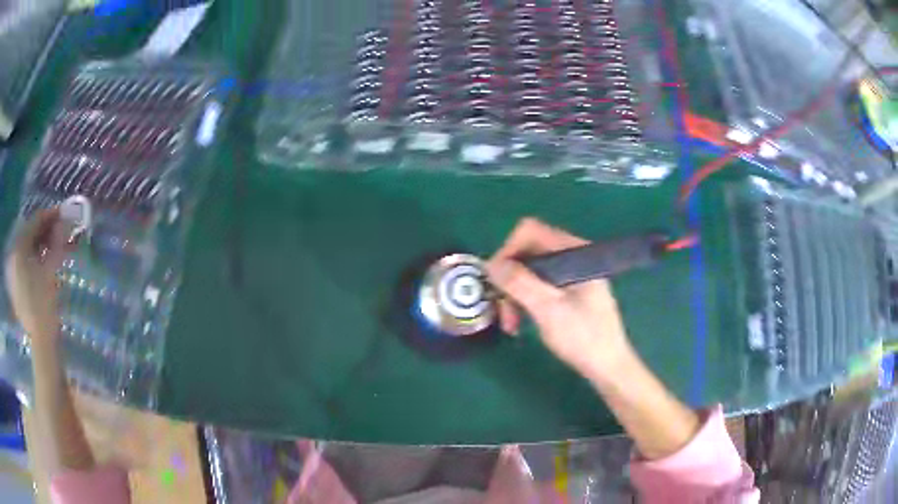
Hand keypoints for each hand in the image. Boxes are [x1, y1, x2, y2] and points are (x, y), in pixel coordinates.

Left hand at [4, 209, 73, 345]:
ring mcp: (14, 271)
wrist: (41, 343)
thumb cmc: (44, 305)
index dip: (49, 216)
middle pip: (29, 234)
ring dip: (40, 244)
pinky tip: (44, 261)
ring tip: (54, 246)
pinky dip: (35, 257)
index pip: (34, 223)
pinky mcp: (16, 284)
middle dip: (45, 230)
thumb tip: (64, 221)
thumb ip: (56, 243)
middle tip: (60, 230)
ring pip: (27, 248)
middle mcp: (14, 255)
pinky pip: (25, 262)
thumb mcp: (51, 271)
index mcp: (19, 249)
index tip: (63, 213)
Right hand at [485, 218, 631, 376]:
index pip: (530, 232)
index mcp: (574, 251)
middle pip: (527, 253)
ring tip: (510, 325)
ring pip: (529, 272)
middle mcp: (572, 256)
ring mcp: (571, 274)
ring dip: (514, 295)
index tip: (495, 282)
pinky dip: (524, 301)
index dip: (507, 252)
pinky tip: (520, 323)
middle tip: (501, 311)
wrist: (608, 367)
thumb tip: (490, 264)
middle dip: (509, 280)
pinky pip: (538, 286)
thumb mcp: (548, 309)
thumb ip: (519, 283)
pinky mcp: (568, 291)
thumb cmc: (584, 338)